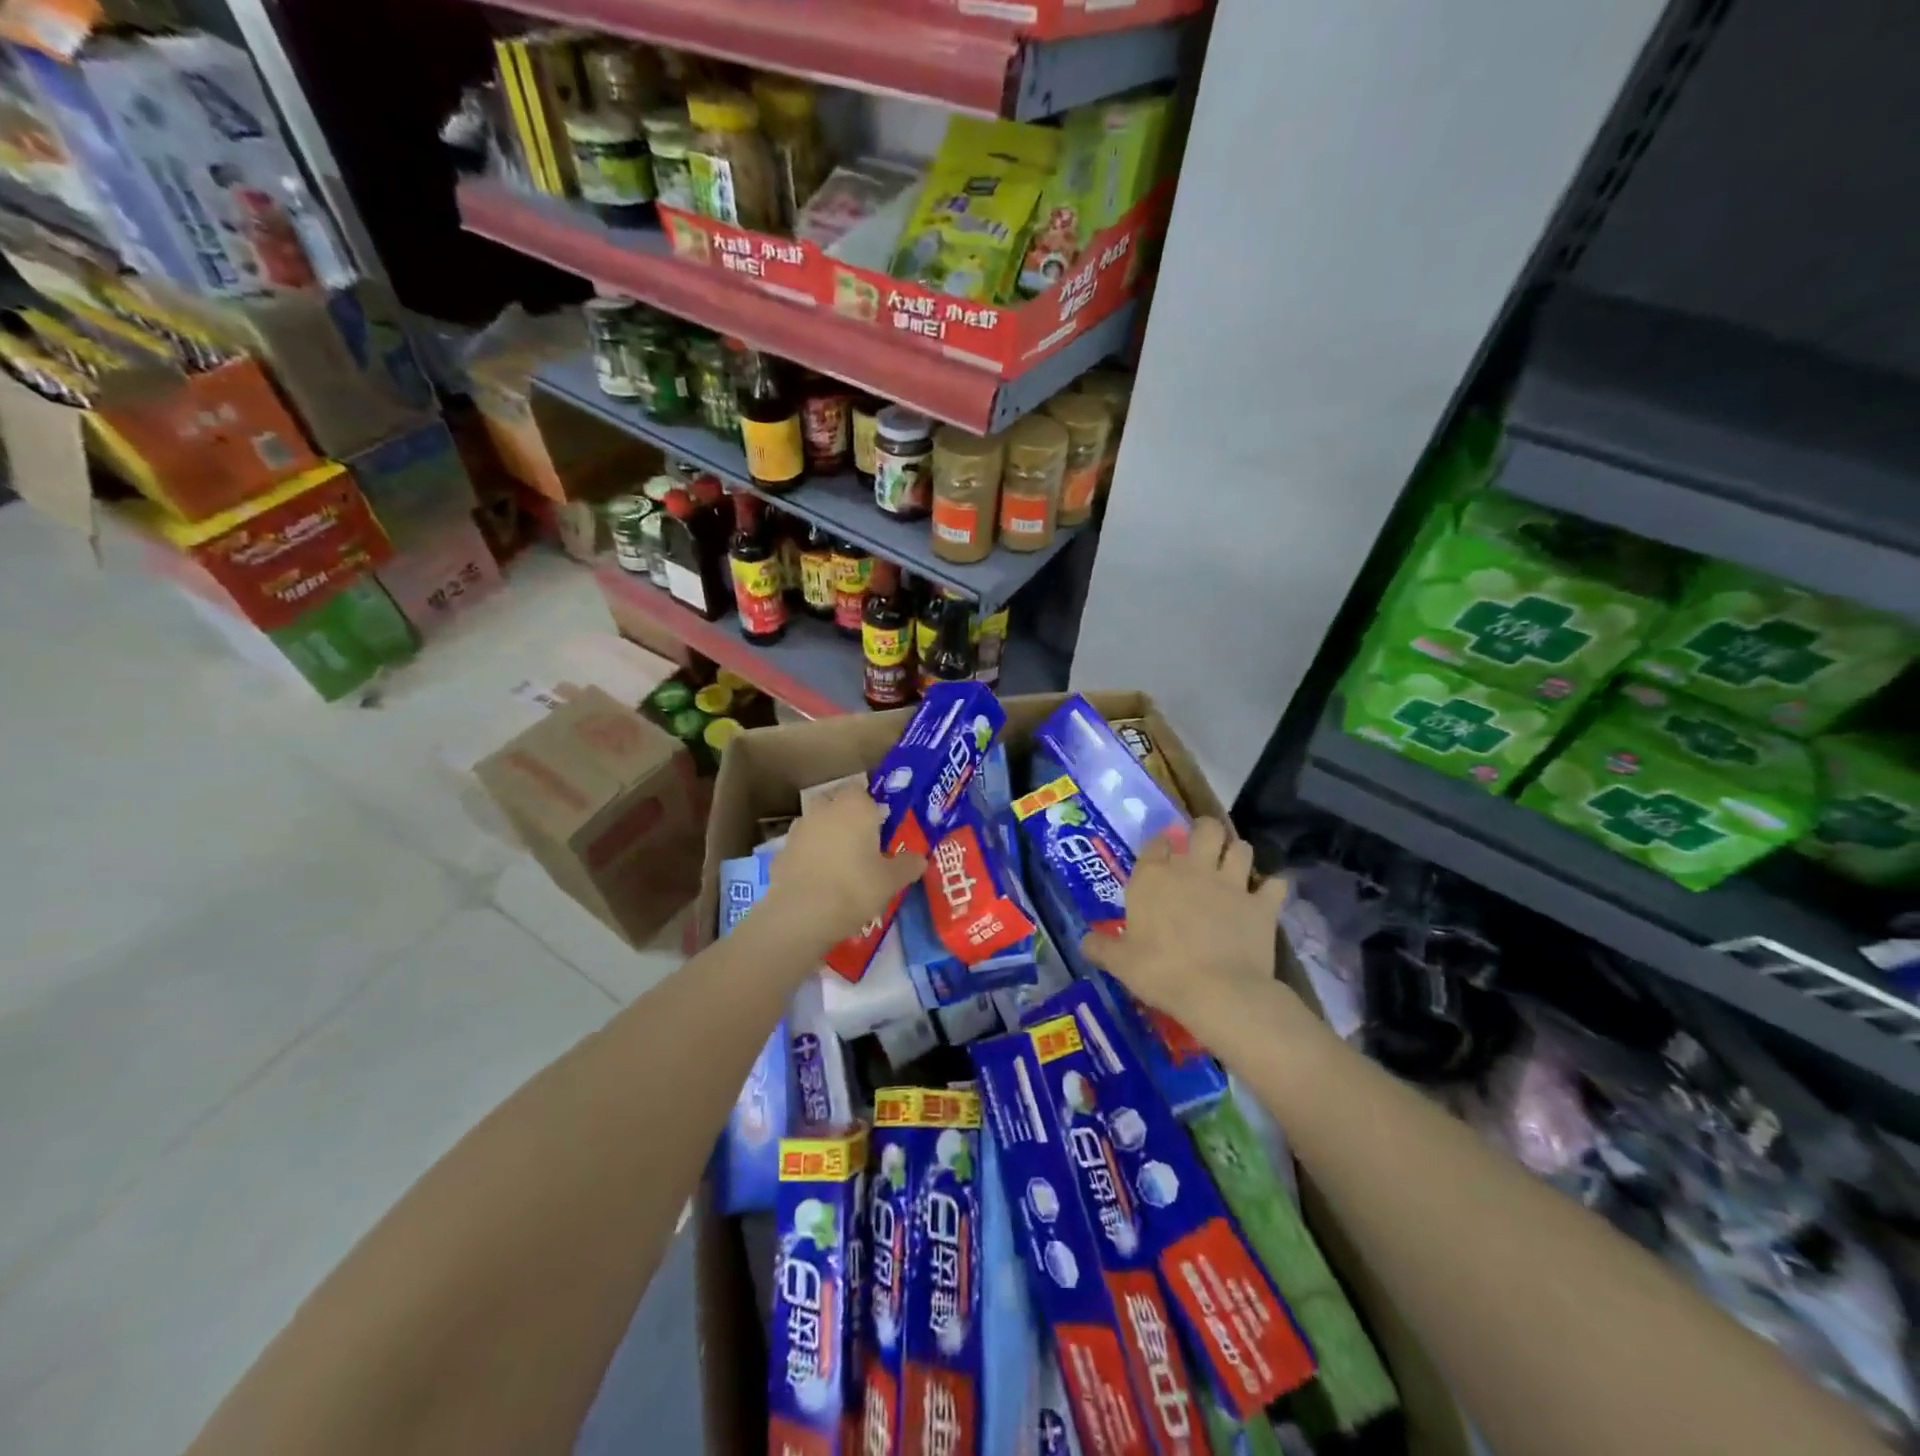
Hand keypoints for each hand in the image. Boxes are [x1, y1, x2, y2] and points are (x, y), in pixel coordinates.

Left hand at [763, 786, 926, 948]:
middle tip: (863, 845)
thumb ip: (907, 865)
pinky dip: (811, 858)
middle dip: (848, 819)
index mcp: (855, 806)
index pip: (864, 792)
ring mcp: (799, 829)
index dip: (872, 808)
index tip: (881, 828)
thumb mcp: (891, 881)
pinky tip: (820, 880)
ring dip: (828, 837)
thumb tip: (920, 859)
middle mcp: (824, 809)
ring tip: (841, 865)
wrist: (801, 915)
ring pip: (819, 825)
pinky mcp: (781, 852)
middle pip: (838, 805)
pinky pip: (803, 848)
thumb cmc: (854, 888)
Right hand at [1080, 817, 1289, 1044]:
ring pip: (1241, 847)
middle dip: (1206, 831)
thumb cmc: (1159, 971)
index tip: (1162, 853)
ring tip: (1234, 866)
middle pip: (1205, 829)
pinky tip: (1267, 896)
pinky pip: (1275, 884)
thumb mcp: (1120, 963)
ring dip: (1238, 853)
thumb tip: (1085, 941)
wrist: (1216, 991)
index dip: (1161, 844)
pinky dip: (1272, 888)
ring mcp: (1231, 884)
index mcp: (1154, 877)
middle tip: (1203, 846)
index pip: (1157, 843)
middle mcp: (1192, 870)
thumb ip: (1101, 947)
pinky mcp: (1261, 905)